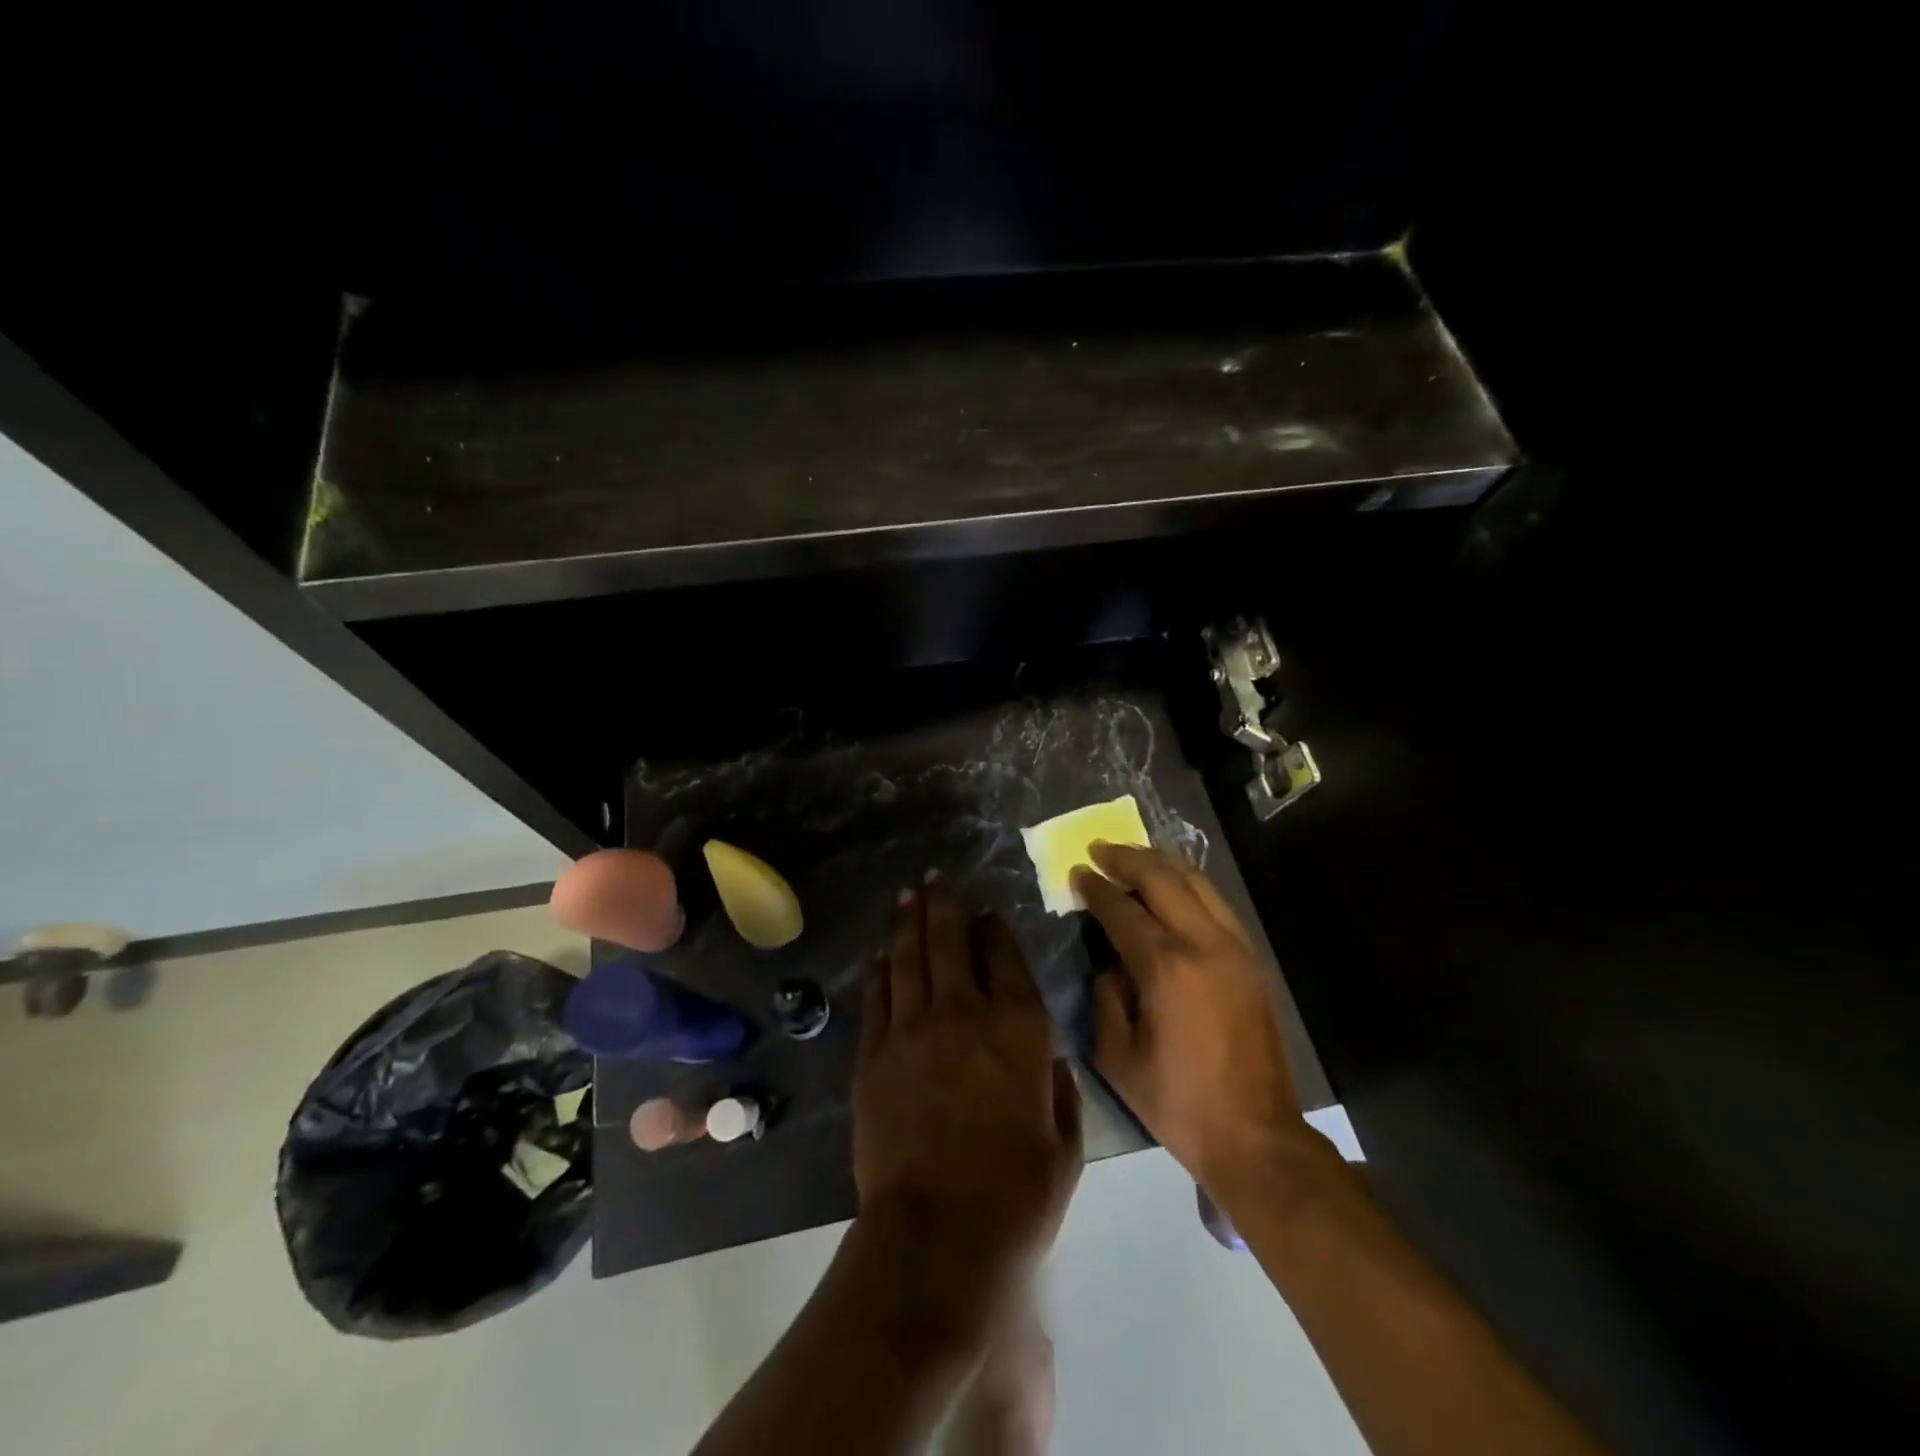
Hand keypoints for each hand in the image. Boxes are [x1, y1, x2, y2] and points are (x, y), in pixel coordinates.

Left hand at [854, 876, 1081, 1289]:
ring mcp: (912, 1029)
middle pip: (950, 940)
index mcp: (1019, 1028)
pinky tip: (880, 953)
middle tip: (935, 878)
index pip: (1005, 956)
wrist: (938, 1236)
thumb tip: (1050, 1063)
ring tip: (908, 895)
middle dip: (944, 904)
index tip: (987, 914)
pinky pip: (877, 997)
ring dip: (908, 922)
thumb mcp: (1065, 1147)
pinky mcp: (874, 1054)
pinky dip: (880, 970)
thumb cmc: (1016, 1196)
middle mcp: (964, 1012)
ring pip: (909, 957)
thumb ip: (1061, 1093)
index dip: (995, 929)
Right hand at [1074, 843, 1308, 1191]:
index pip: (1122, 909)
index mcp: (1165, 968)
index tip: (1077, 871)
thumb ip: (1106, 996)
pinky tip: (1171, 886)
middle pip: (1162, 878)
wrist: (1256, 1135)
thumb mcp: (1117, 1056)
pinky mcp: (1251, 959)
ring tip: (1132, 856)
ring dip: (1160, 863)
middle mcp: (1203, 944)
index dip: (1095, 888)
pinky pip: (1216, 903)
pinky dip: (1188, 884)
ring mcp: (1234, 948)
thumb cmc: (1177, 1102)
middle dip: (1126, 858)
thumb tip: (1111, 962)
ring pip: (1196, 882)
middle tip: (1099, 849)